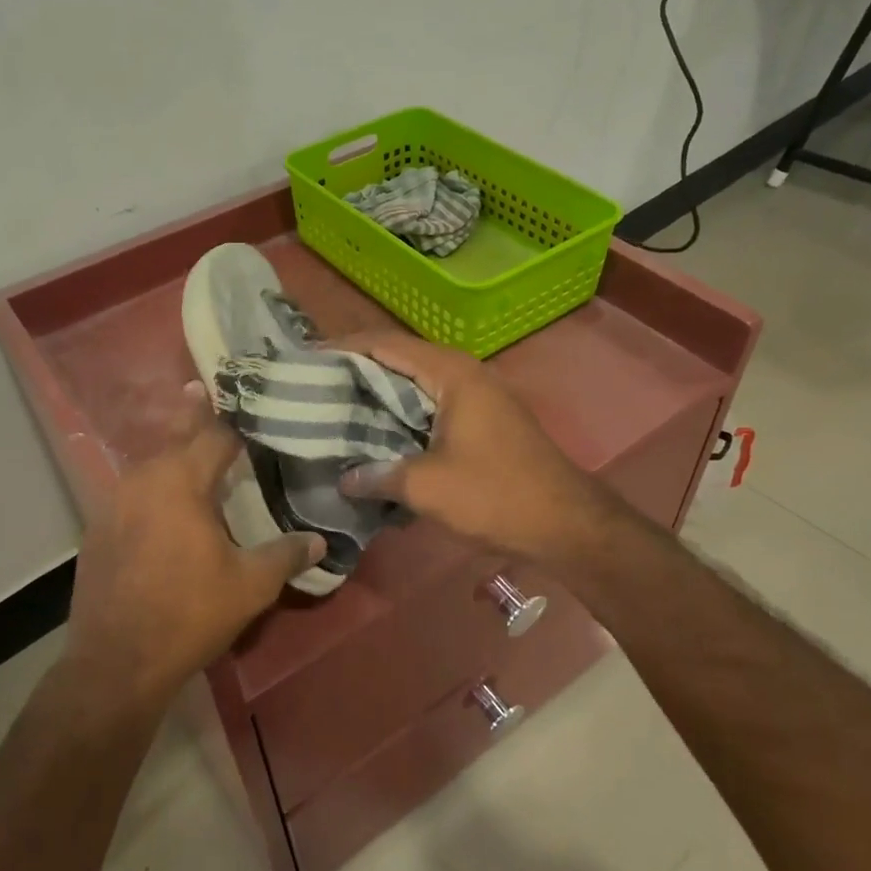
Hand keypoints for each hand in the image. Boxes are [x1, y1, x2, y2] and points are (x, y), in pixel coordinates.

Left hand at [61, 385, 324, 717]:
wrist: (115, 662)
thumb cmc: (188, 614)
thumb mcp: (249, 585)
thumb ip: (286, 554)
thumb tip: (321, 540)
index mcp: (181, 480)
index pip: (215, 435)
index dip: (236, 421)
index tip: (250, 403)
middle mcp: (143, 479)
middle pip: (175, 438)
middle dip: (193, 416)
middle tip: (202, 389)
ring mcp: (112, 502)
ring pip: (150, 465)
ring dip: (172, 454)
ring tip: (190, 447)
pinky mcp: (97, 528)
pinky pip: (132, 492)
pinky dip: (152, 486)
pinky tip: (164, 503)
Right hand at [336, 331, 621, 562]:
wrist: (566, 525)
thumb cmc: (496, 495)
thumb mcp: (428, 487)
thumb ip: (379, 476)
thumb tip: (343, 479)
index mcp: (451, 373)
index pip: (385, 344)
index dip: (342, 348)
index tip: (304, 359)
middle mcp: (463, 374)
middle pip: (398, 360)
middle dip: (355, 370)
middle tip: (311, 386)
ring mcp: (475, 397)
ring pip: (413, 385)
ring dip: (376, 395)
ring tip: (333, 408)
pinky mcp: (479, 421)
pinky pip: (428, 406)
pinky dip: (398, 415)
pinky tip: (374, 436)